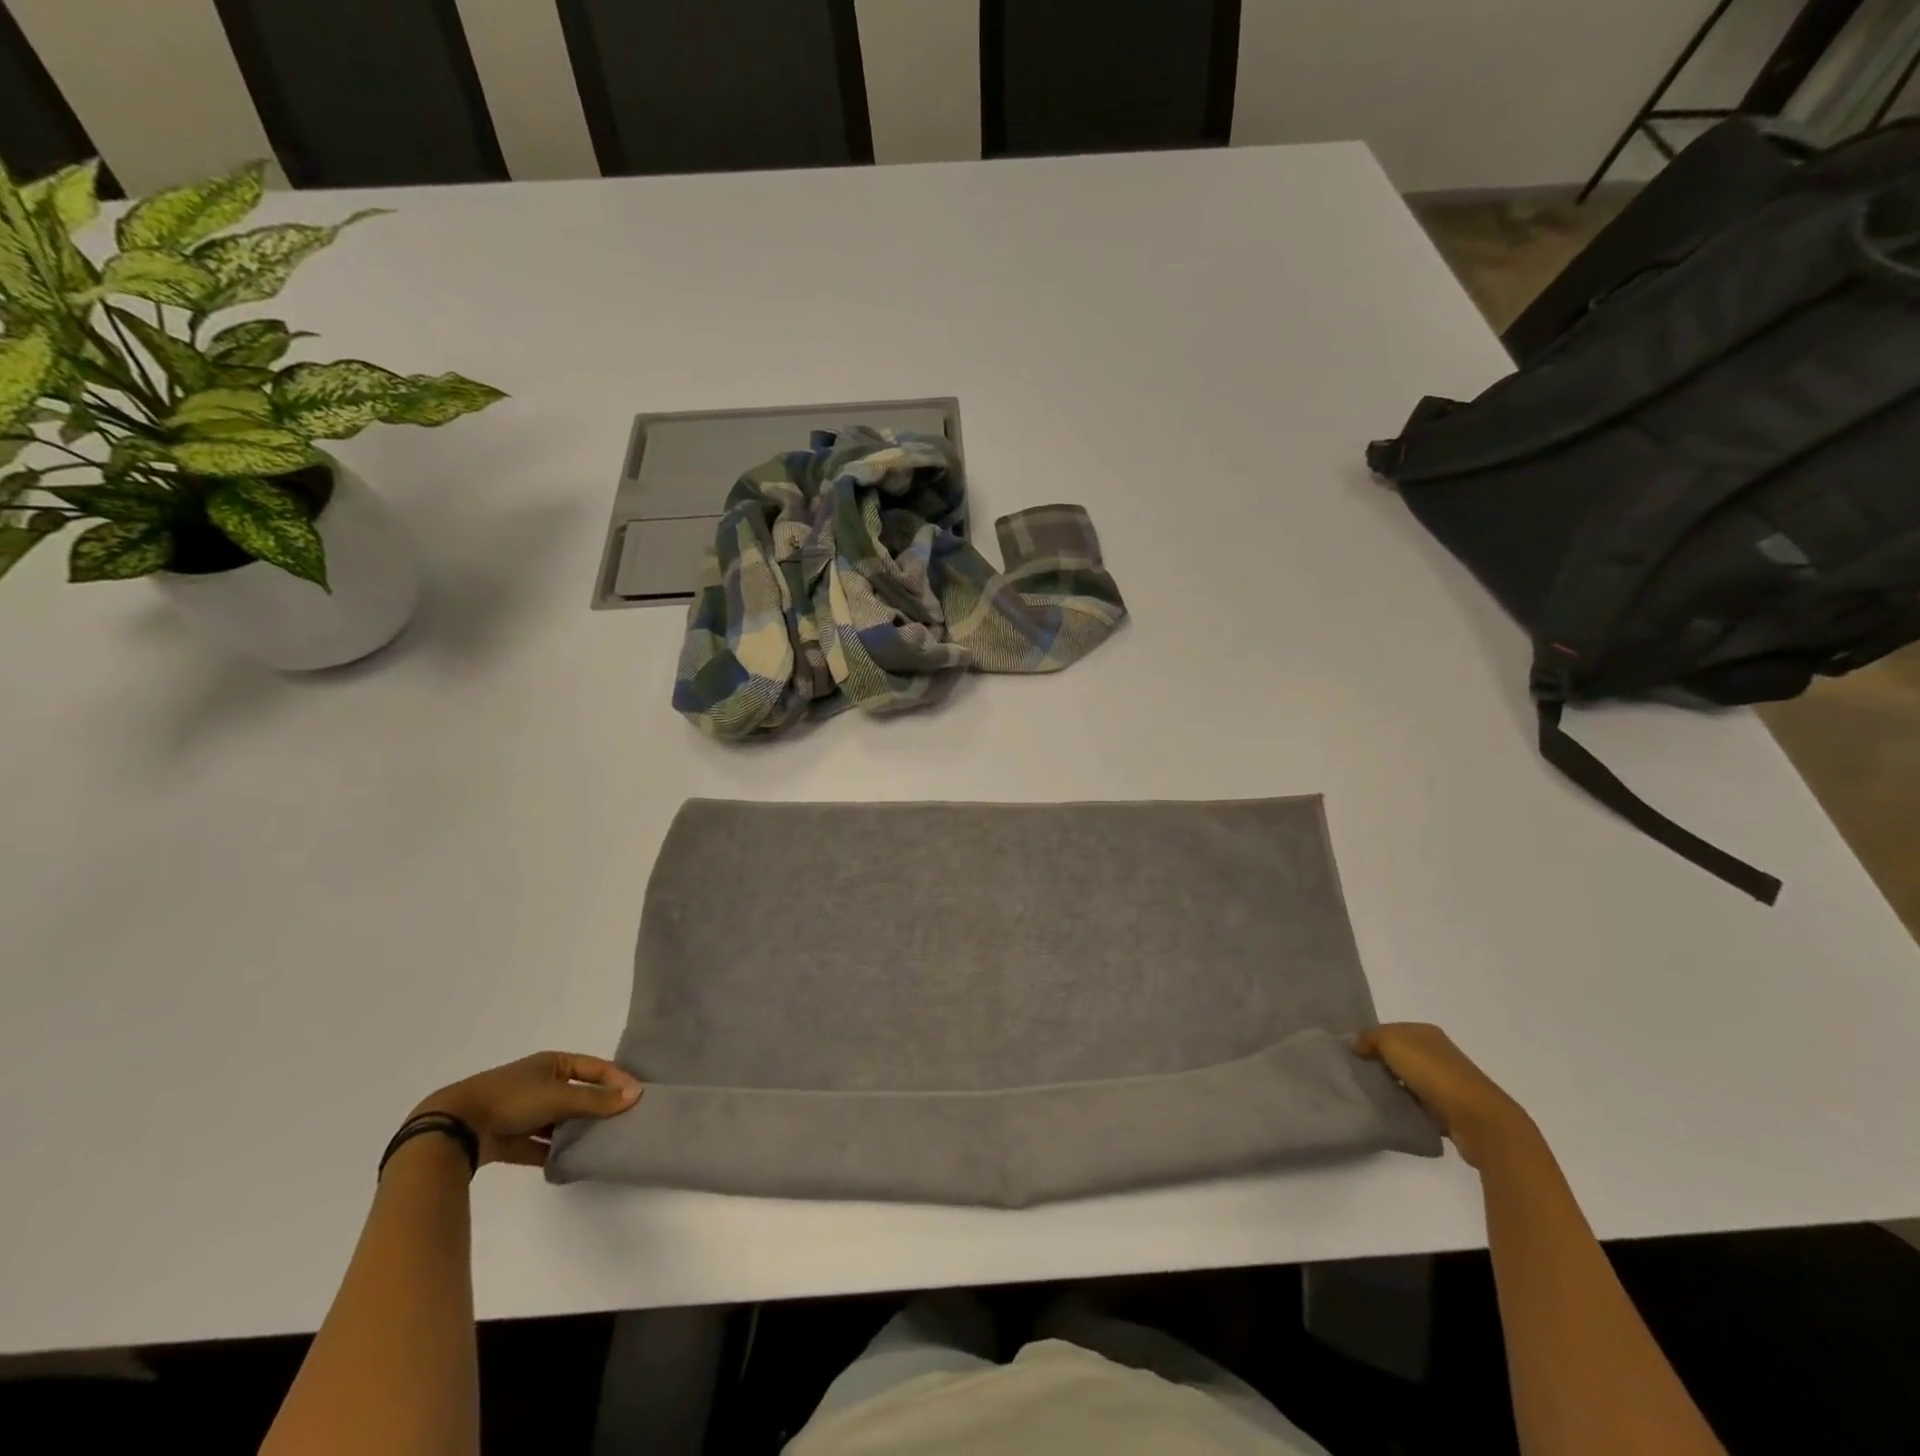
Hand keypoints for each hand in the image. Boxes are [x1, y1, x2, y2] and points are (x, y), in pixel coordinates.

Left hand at [411, 1051, 641, 1168]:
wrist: (453, 1128)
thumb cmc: (511, 1099)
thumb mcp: (558, 1095)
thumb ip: (596, 1099)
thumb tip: (636, 1093)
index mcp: (553, 1063)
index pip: (595, 1068)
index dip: (617, 1080)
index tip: (638, 1098)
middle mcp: (540, 1083)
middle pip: (579, 1094)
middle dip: (599, 1108)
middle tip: (623, 1123)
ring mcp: (524, 1111)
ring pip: (560, 1121)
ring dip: (577, 1131)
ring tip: (602, 1144)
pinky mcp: (510, 1139)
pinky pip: (540, 1144)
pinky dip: (554, 1153)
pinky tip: (572, 1163)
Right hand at [1354, 1023, 1530, 1167]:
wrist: (1477, 1118)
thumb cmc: (1432, 1072)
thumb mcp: (1391, 1042)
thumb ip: (1369, 1038)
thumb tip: (1356, 1045)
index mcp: (1426, 1032)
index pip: (1389, 1030)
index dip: (1369, 1040)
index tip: (1351, 1056)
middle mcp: (1438, 1052)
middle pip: (1398, 1054)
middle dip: (1379, 1063)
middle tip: (1357, 1075)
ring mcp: (1446, 1081)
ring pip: (1408, 1079)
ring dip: (1393, 1086)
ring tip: (1371, 1094)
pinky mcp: (1450, 1108)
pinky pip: (1419, 1102)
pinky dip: (1407, 1105)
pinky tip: (1393, 1110)